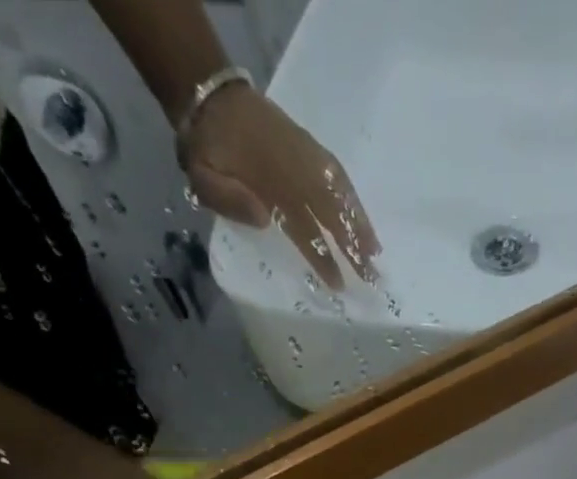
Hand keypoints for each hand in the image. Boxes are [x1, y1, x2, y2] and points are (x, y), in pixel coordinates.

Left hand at [182, 87, 379, 289]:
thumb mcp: (201, 176)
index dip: (321, 256)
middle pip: (330, 213)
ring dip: (360, 223)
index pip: (303, 226)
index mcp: (269, 182)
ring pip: (339, 193)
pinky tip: (364, 220)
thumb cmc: (207, 148)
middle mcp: (294, 169)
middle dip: (352, 246)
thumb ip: (227, 199)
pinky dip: (353, 198)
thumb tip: (263, 219)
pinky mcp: (310, 147)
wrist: (210, 98)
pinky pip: (338, 174)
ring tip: (376, 252)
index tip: (337, 283)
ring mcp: (305, 155)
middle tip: (372, 277)